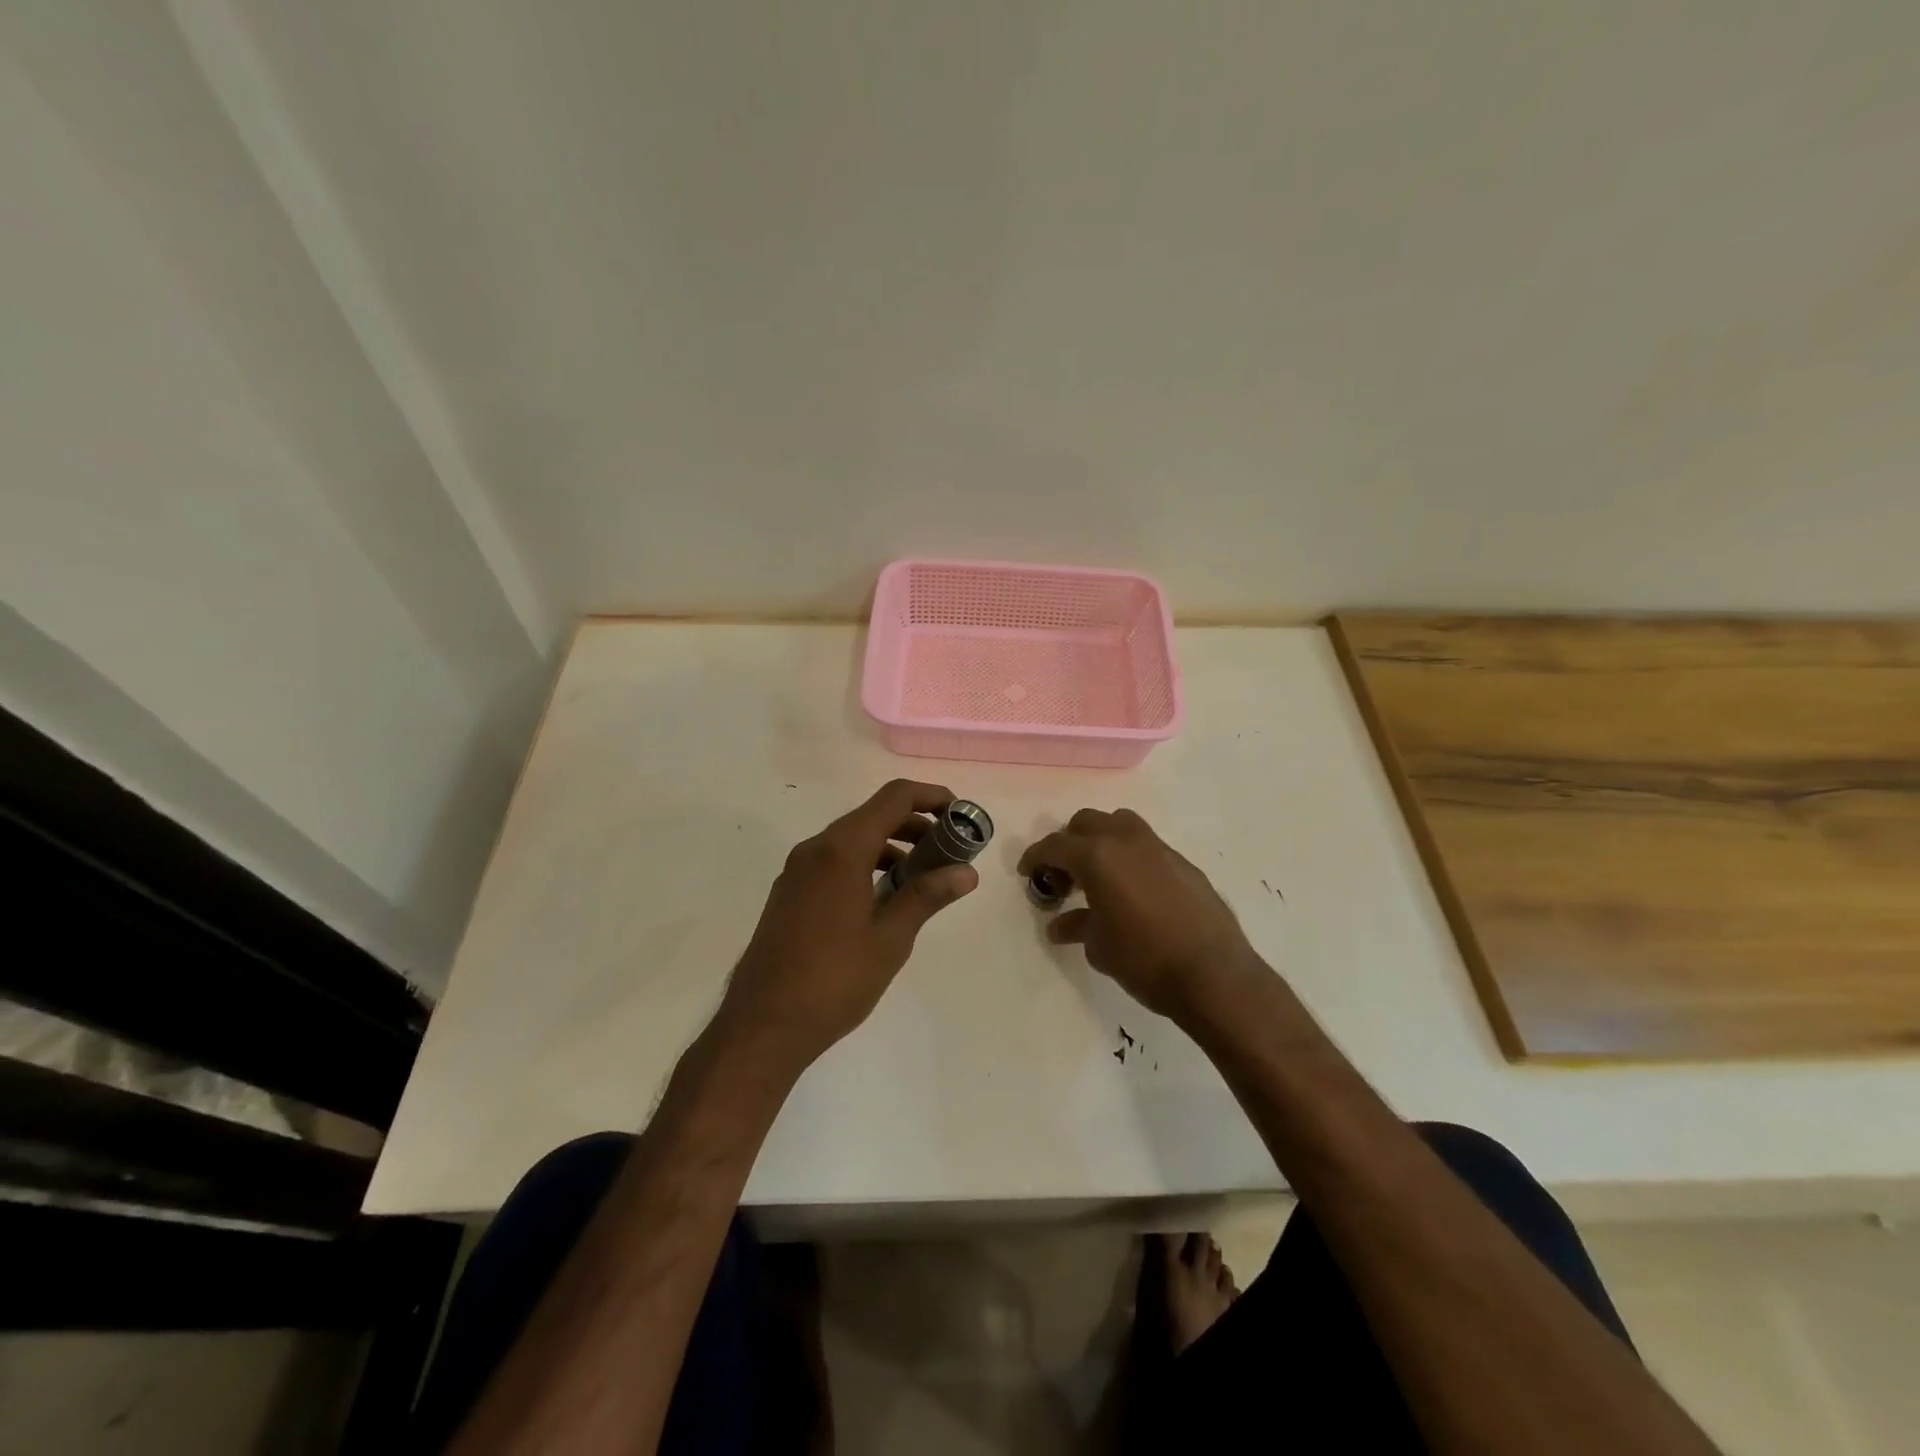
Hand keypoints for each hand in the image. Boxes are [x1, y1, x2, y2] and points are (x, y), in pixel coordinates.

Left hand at [721, 780, 978, 1068]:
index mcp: (841, 850)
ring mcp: (797, 871)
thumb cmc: (834, 981)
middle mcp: (815, 849)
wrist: (761, 1026)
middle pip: (873, 815)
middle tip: (949, 851)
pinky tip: (884, 898)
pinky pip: (834, 861)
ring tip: (923, 878)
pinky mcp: (789, 893)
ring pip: (852, 839)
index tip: (960, 815)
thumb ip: (927, 896)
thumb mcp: (890, 939)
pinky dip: (866, 863)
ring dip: (891, 846)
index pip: (894, 798)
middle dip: (915, 824)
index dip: (931, 796)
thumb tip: (966, 872)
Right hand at [1019, 809, 1264, 1026]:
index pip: (1055, 846)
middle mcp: (1126, 841)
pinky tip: (1132, 890)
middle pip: (1086, 823)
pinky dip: (1129, 857)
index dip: (1035, 857)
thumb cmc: (1144, 959)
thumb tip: (1060, 924)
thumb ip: (1076, 925)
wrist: (1213, 974)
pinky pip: (1146, 846)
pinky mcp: (1183, 863)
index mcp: (1097, 856)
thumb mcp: (1098, 947)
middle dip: (1068, 843)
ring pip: (1120, 824)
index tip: (1027, 872)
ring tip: (1097, 874)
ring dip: (1101, 840)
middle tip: (1062, 875)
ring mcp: (1158, 848)